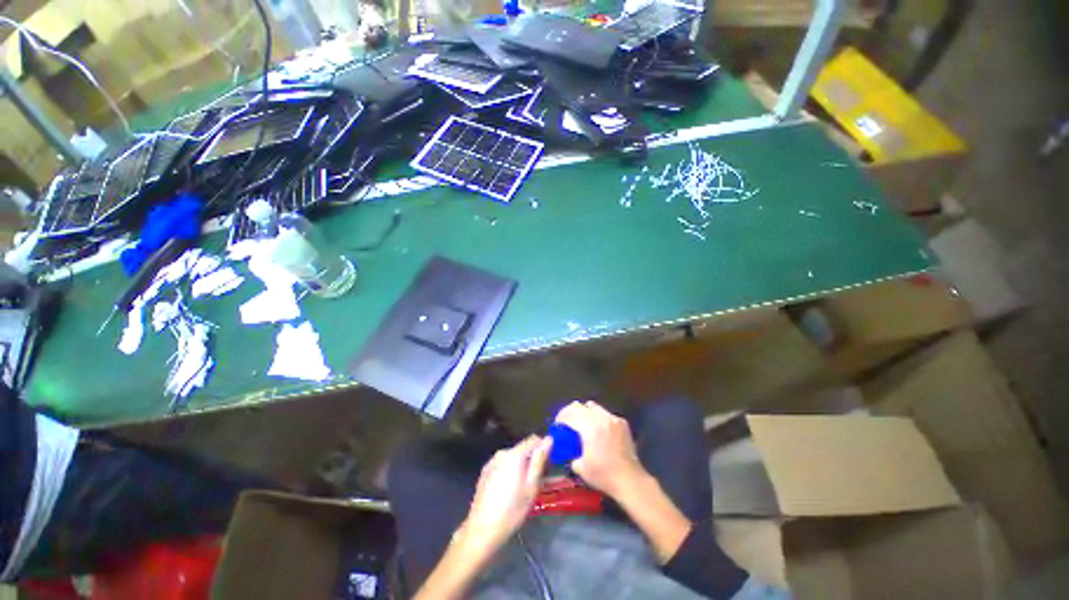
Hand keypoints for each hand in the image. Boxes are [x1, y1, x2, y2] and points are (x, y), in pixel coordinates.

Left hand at [463, 436, 552, 550]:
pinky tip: (509, 490)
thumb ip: (540, 460)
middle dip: (532, 460)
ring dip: (521, 466)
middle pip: (523, 449)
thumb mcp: (532, 486)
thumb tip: (549, 440)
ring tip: (524, 487)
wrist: (482, 530)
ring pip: (513, 458)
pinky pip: (503, 465)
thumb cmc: (512, 510)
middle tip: (539, 480)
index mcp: (514, 454)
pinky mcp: (485, 471)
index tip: (549, 463)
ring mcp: (492, 461)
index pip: (534, 439)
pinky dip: (510, 471)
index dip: (543, 448)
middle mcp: (502, 453)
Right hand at [555, 401, 646, 498]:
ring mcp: (613, 419)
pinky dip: (598, 417)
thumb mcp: (580, 467)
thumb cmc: (603, 475)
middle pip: (580, 406)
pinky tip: (598, 429)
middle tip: (566, 422)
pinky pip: (605, 413)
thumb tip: (567, 449)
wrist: (630, 480)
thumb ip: (571, 453)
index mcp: (590, 428)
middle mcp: (601, 419)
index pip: (570, 414)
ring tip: (582, 423)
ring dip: (584, 412)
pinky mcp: (622, 422)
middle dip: (570, 412)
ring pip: (593, 406)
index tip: (557, 425)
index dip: (561, 418)